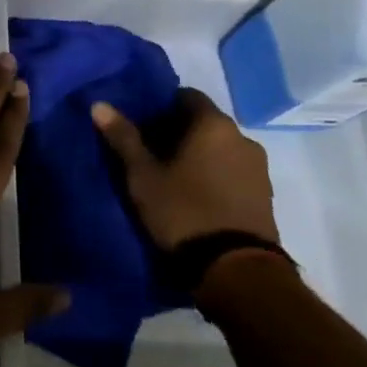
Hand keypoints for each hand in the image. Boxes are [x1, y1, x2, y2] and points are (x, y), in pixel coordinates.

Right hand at [90, 89, 278, 248]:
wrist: (236, 270)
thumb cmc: (183, 211)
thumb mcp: (143, 176)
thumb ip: (124, 138)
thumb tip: (100, 105)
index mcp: (213, 124)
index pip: (186, 96)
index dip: (162, 108)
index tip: (144, 128)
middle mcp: (242, 137)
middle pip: (204, 123)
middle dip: (179, 133)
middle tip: (153, 155)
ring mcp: (258, 168)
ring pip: (221, 149)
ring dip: (200, 157)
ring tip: (174, 179)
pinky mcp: (266, 196)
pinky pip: (234, 173)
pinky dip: (216, 176)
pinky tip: (198, 198)